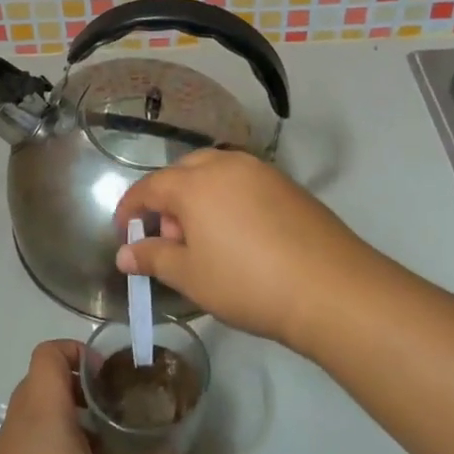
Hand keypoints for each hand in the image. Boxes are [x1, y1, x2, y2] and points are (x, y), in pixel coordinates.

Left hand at [0, 340, 196, 453]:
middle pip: (48, 379)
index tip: (106, 376)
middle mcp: (22, 414)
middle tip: (114, 406)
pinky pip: (34, 438)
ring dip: (71, 418)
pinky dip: (58, 443)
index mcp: (43, 402)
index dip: (77, 352)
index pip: (50, 351)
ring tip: (106, 441)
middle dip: (82, 387)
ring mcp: (11, 443)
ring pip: (41, 411)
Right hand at [114, 149, 387, 348]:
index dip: (131, 209)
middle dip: (168, 201)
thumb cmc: (247, 283)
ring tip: (205, 240)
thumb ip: (153, 258)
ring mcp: (261, 171)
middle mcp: (225, 165)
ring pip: (215, 173)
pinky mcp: (287, 185)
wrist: (330, 288)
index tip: (124, 232)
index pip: (149, 187)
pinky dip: (228, 200)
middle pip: (183, 173)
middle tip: (171, 240)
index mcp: (195, 183)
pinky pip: (243, 182)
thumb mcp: (191, 276)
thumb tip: (125, 253)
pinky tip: (239, 236)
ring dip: (199, 198)